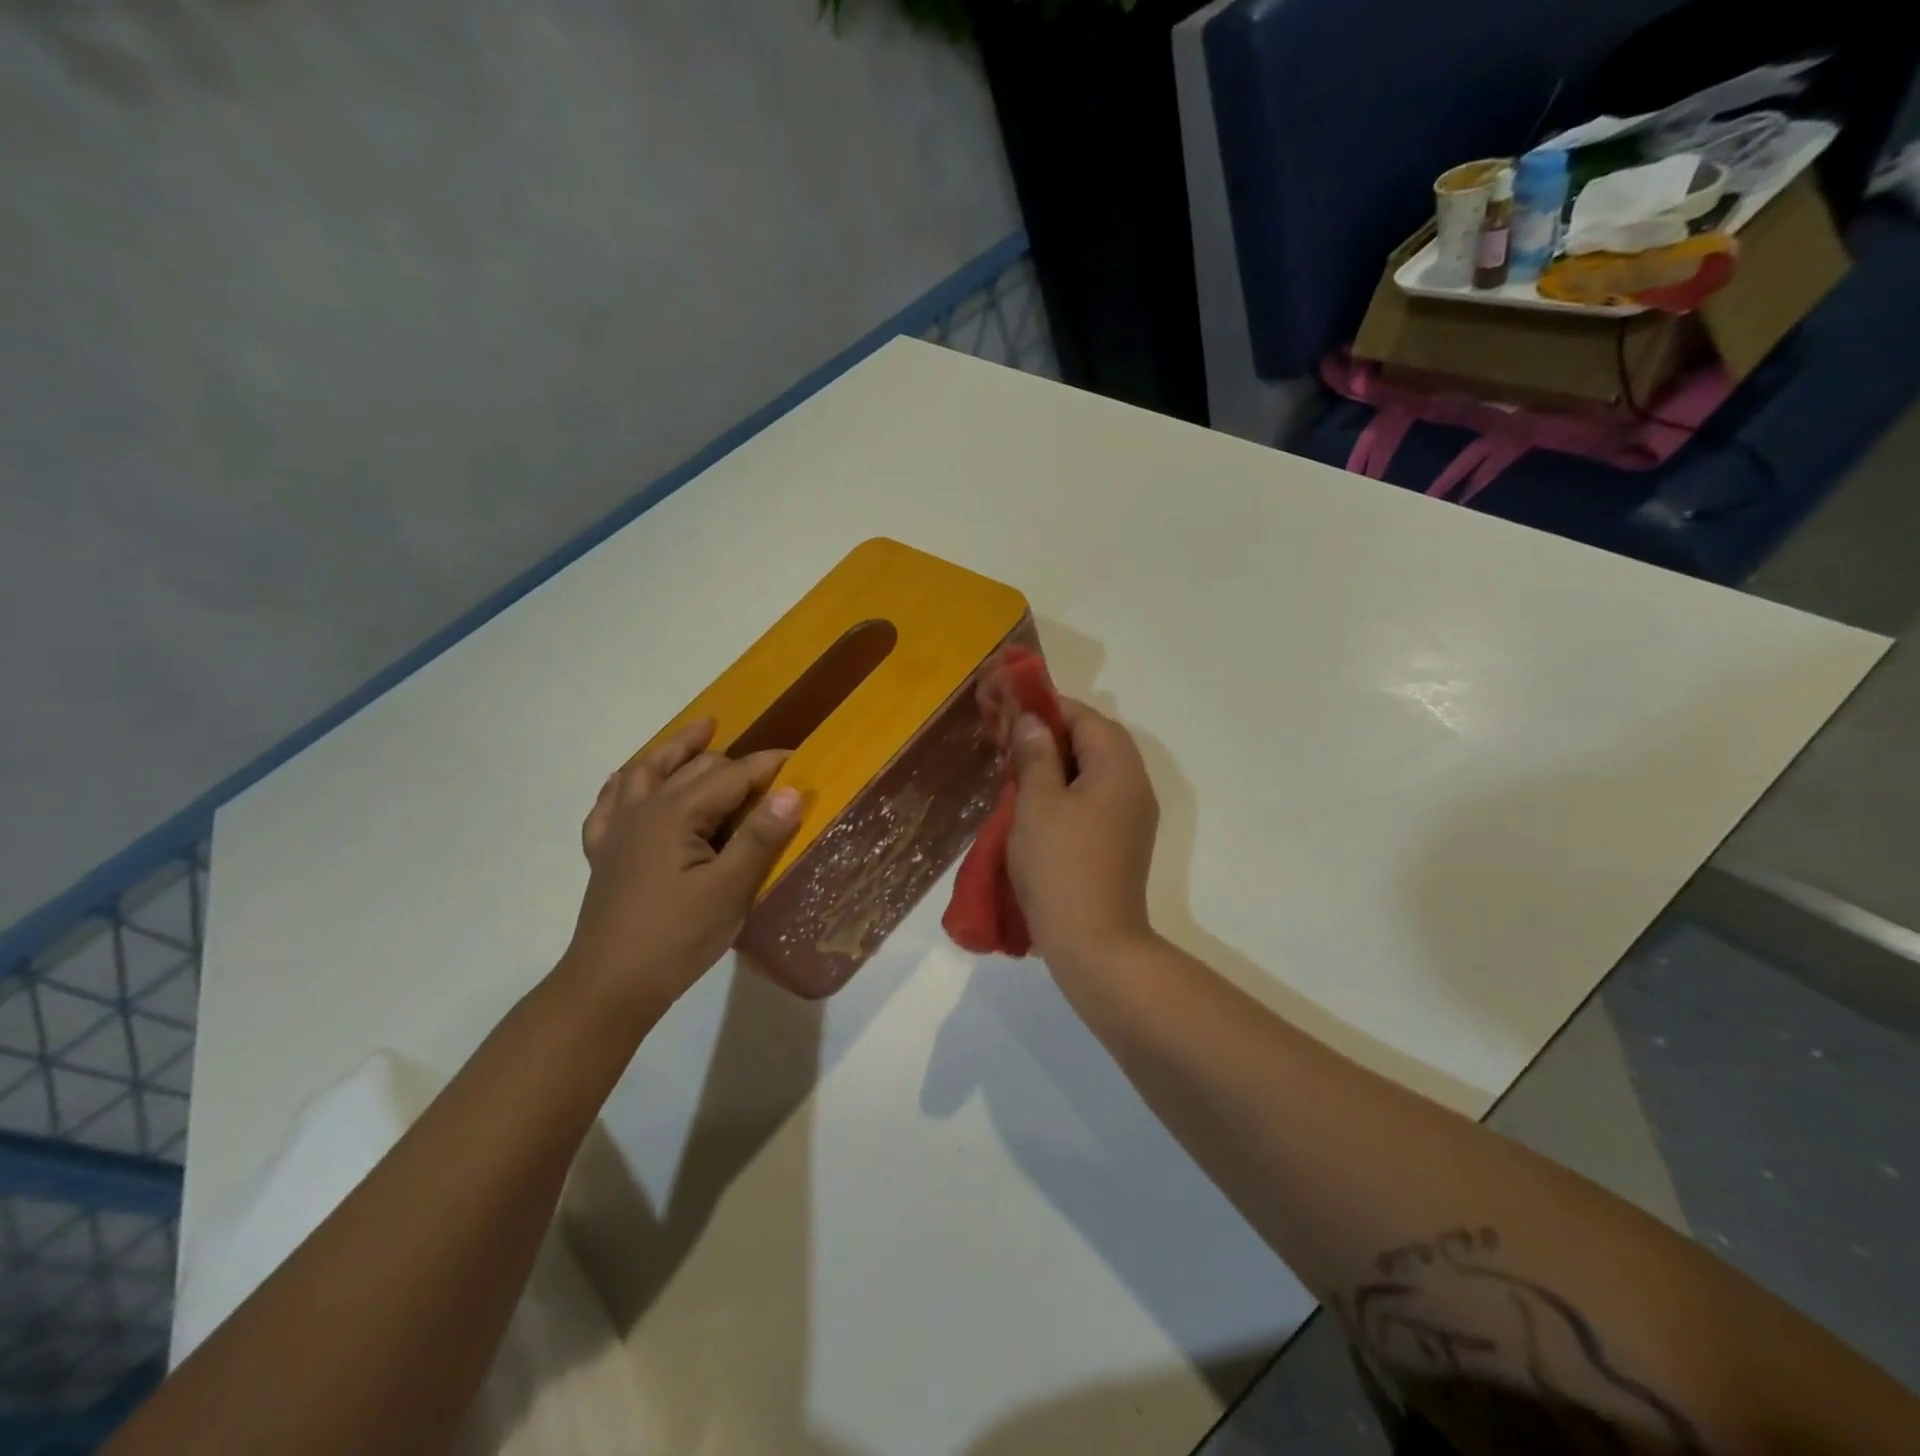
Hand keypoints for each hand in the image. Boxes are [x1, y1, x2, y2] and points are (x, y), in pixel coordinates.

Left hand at [564, 718, 801, 1010]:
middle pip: (694, 767)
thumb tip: (791, 791)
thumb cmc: (677, 937)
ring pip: (647, 770)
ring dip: (676, 748)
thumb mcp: (730, 889)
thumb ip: (760, 837)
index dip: (767, 765)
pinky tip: (632, 781)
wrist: (610, 986)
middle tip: (768, 769)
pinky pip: (610, 802)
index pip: (732, 776)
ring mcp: (618, 828)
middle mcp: (644, 808)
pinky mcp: (605, 852)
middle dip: (733, 760)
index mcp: (676, 812)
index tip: (799, 758)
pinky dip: (626, 783)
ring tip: (702, 730)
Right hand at [1006, 698, 1160, 964]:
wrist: (1093, 943)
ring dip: (1057, 763)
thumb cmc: (1060, 866)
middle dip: (1051, 735)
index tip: (1012, 708)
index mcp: (1118, 768)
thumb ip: (1035, 755)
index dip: (1049, 708)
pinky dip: (1066, 790)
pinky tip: (1035, 803)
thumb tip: (1033, 722)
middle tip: (1010, 739)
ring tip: (1016, 769)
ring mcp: (1131, 817)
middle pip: (1094, 742)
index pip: (1087, 718)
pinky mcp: (1121, 842)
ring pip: (1093, 772)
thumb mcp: (1037, 803)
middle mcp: (1134, 786)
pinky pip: (1094, 799)